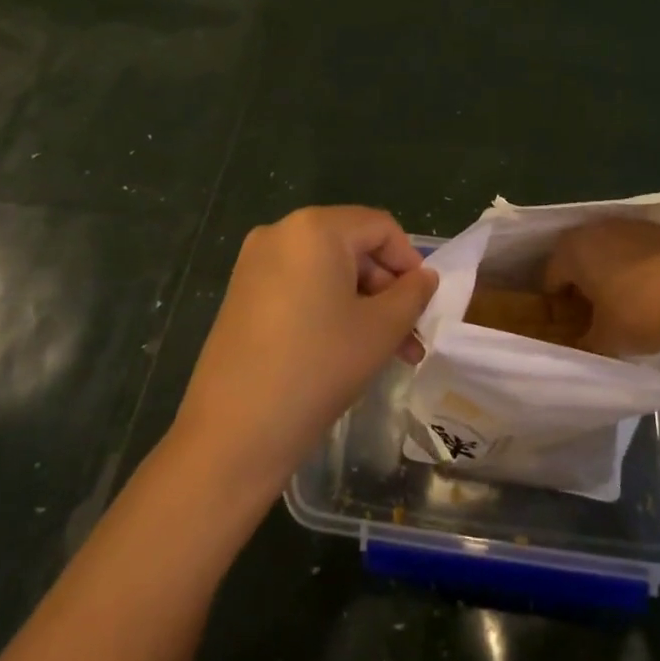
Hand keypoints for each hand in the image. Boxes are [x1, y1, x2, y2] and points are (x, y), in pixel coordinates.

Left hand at [173, 206, 437, 490]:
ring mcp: (256, 263)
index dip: (410, 262)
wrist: (234, 432)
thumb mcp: (380, 329)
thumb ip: (412, 294)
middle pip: (353, 246)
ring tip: (387, 351)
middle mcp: (281, 232)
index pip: (380, 227)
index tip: (424, 304)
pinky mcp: (242, 293)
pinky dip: (329, 308)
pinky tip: (346, 348)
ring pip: (327, 270)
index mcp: (315, 228)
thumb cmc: (317, 367)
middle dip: (386, 289)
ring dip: (362, 303)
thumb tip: (425, 277)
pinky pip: (300, 286)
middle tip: (409, 336)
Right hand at [541, 217, 659, 356]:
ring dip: (613, 270)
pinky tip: (655, 291)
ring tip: (626, 302)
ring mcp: (633, 225)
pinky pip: (641, 249)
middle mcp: (597, 228)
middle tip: (594, 313)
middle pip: (580, 257)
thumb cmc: (639, 313)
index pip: (551, 276)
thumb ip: (586, 342)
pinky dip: (641, 265)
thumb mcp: (606, 339)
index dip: (557, 303)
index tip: (568, 324)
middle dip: (583, 282)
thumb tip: (580, 346)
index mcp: (573, 250)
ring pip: (611, 249)